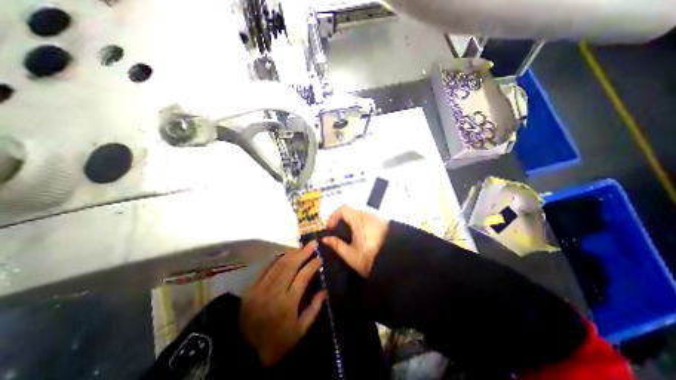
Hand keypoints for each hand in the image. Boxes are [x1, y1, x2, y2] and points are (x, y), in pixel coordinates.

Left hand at [241, 242, 327, 368]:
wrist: (244, 355)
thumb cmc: (277, 344)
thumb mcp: (300, 332)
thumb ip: (314, 310)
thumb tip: (323, 291)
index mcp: (288, 304)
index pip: (303, 276)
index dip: (312, 265)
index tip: (319, 258)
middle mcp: (274, 292)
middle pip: (290, 265)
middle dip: (303, 252)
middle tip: (312, 243)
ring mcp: (260, 289)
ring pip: (278, 264)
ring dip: (291, 253)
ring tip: (301, 247)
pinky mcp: (251, 288)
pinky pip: (265, 268)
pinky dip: (275, 258)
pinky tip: (284, 253)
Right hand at [323, 207, 388, 276]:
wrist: (396, 263)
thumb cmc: (370, 259)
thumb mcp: (350, 255)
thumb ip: (336, 245)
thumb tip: (325, 239)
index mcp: (359, 220)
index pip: (343, 209)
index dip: (334, 216)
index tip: (331, 229)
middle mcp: (369, 215)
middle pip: (351, 210)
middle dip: (342, 219)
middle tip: (337, 232)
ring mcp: (377, 218)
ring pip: (360, 214)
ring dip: (351, 221)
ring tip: (348, 235)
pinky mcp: (383, 222)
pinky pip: (368, 218)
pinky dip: (360, 223)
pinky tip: (360, 236)